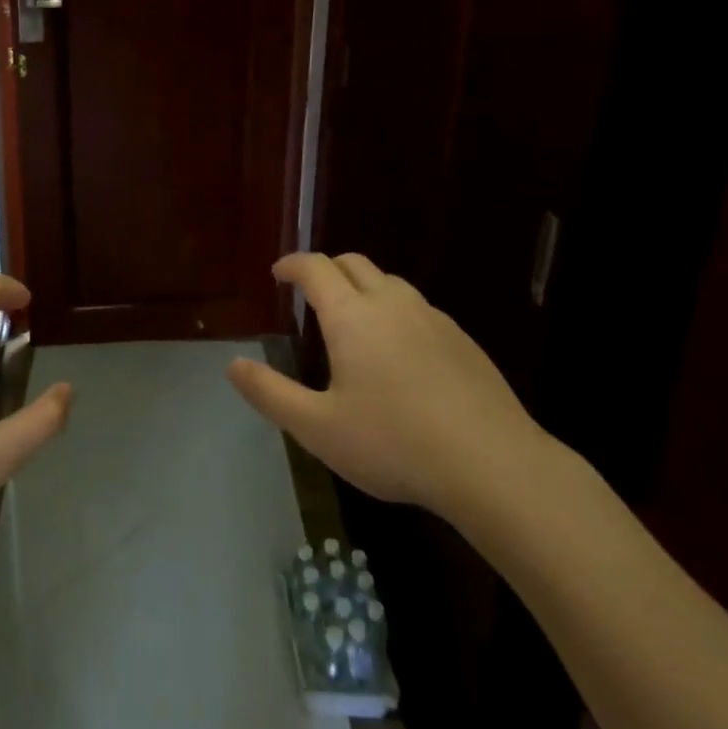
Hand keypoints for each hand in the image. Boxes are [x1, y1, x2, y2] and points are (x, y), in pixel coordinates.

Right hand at [227, 253, 553, 525]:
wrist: (494, 465)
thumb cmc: (395, 443)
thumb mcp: (318, 428)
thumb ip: (270, 393)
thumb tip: (233, 365)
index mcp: (352, 316)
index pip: (316, 268)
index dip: (292, 265)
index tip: (278, 274)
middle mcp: (392, 304)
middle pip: (354, 263)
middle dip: (326, 269)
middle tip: (309, 293)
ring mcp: (433, 319)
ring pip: (390, 283)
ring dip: (363, 287)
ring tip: (352, 320)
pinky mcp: (462, 341)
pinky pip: (418, 308)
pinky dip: (395, 311)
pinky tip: (399, 352)